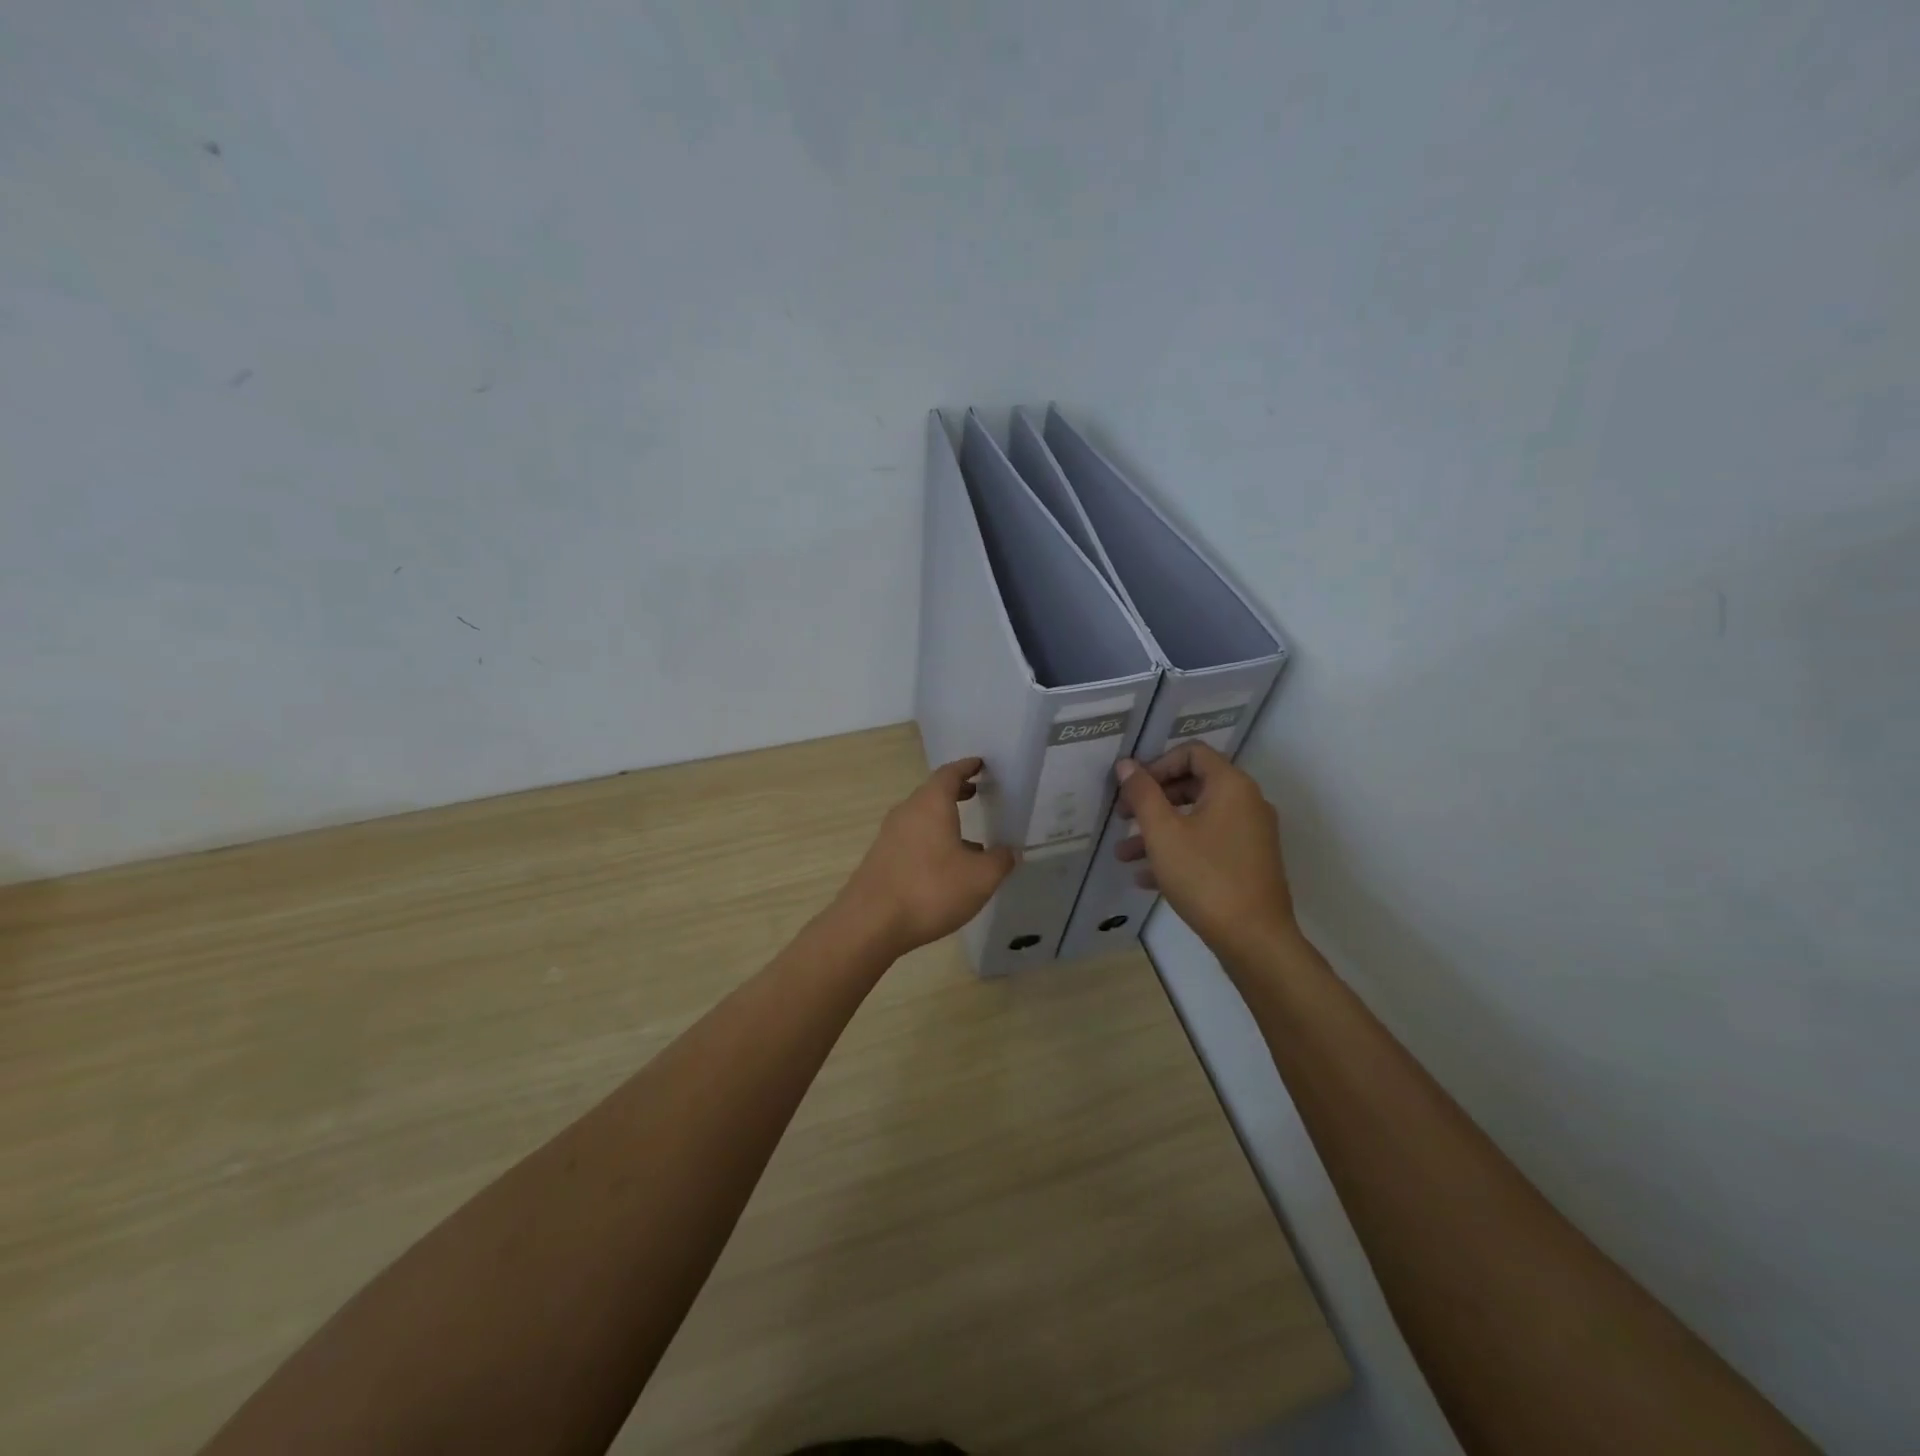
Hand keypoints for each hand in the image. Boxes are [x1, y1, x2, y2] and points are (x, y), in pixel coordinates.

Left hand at [840, 758, 1016, 956]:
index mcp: (931, 804)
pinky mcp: (881, 858)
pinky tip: (945, 866)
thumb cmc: (931, 890)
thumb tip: (1009, 851)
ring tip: (969, 837)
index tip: (980, 764)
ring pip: (921, 817)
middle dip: (955, 791)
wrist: (870, 923)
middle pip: (932, 793)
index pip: (949, 773)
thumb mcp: (980, 878)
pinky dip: (931, 840)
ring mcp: (889, 835)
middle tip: (976, 792)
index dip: (967, 767)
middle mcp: (907, 812)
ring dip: (944, 819)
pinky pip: (912, 838)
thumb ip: (1000, 861)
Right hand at [1115, 742, 1296, 962]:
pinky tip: (1146, 877)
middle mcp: (1247, 803)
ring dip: (1159, 831)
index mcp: (1231, 786)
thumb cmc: (1205, 877)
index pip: (1192, 752)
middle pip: (1193, 785)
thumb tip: (1126, 765)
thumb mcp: (1163, 833)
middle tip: (1122, 818)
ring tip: (1123, 855)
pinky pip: (1208, 844)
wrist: (1255, 939)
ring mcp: (1250, 835)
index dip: (1157, 764)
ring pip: (1196, 820)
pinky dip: (1178, 851)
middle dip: (1152, 800)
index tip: (1132, 789)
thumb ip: (1142, 794)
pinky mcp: (1248, 863)